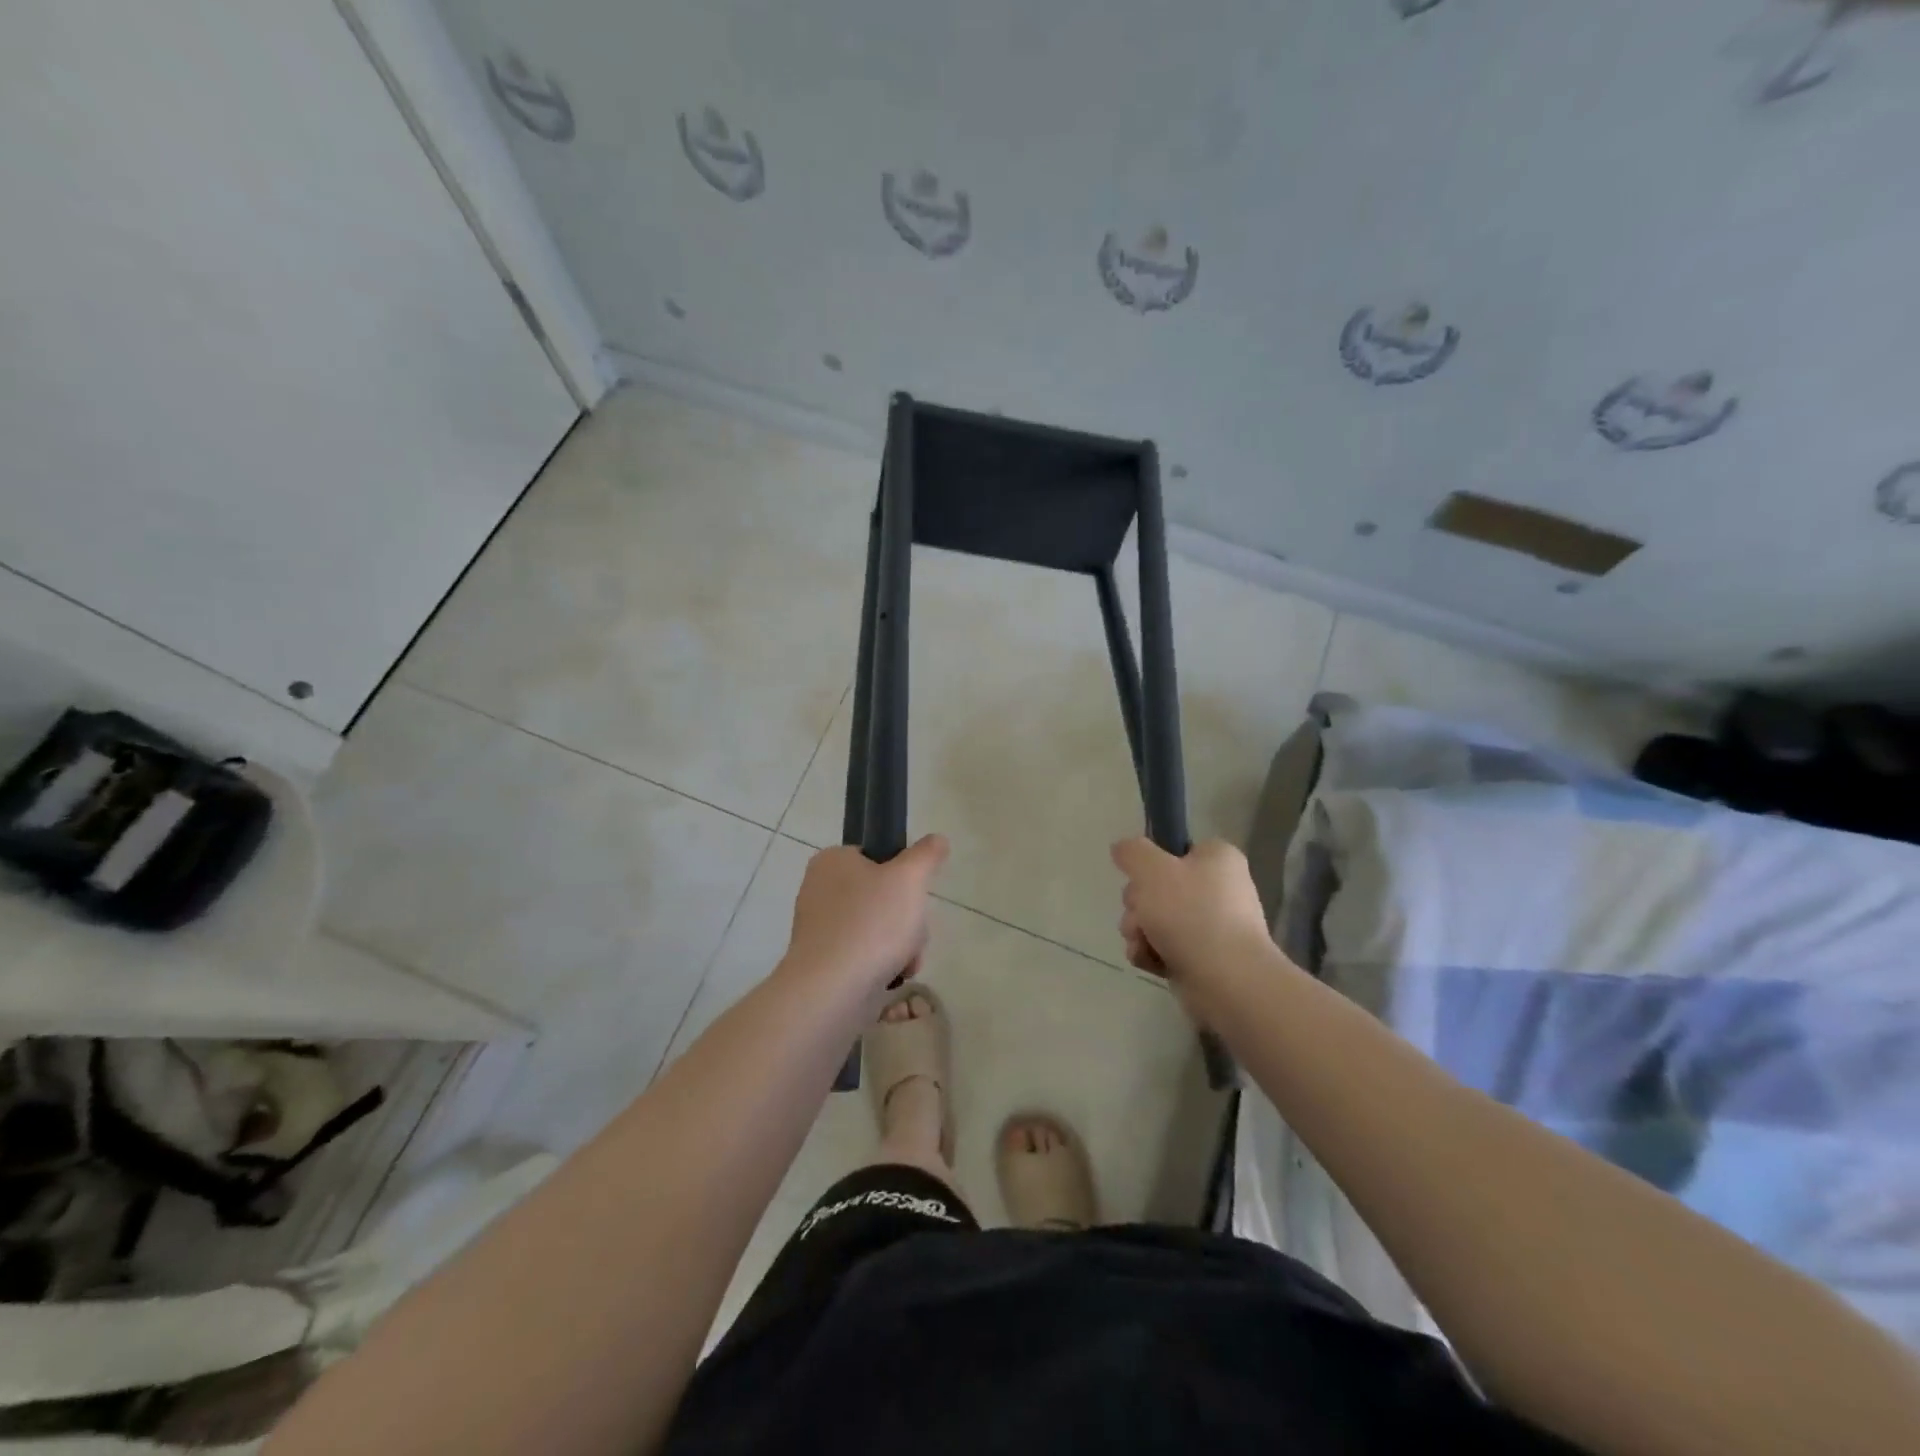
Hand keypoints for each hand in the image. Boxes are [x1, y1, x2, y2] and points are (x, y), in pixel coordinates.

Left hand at [783, 836, 949, 990]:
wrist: (831, 990)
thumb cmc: (871, 923)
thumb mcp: (910, 878)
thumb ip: (926, 854)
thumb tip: (937, 840)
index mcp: (833, 861)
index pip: (877, 856)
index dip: (903, 874)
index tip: (914, 894)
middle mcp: (820, 889)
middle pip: (883, 895)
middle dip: (907, 918)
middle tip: (912, 931)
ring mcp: (820, 928)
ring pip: (879, 927)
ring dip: (901, 944)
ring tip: (905, 960)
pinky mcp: (824, 961)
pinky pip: (865, 954)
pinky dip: (884, 964)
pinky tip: (893, 976)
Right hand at [1111, 837, 1274, 1000]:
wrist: (1227, 980)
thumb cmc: (1191, 914)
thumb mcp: (1152, 870)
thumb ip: (1132, 852)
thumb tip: (1122, 848)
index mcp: (1217, 859)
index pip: (1175, 850)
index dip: (1152, 864)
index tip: (1142, 878)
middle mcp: (1218, 889)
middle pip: (1157, 887)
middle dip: (1139, 906)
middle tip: (1143, 916)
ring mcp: (1211, 926)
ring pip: (1155, 920)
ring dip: (1139, 931)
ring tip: (1145, 944)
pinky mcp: (1202, 958)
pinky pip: (1164, 947)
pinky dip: (1151, 953)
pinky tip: (1151, 961)